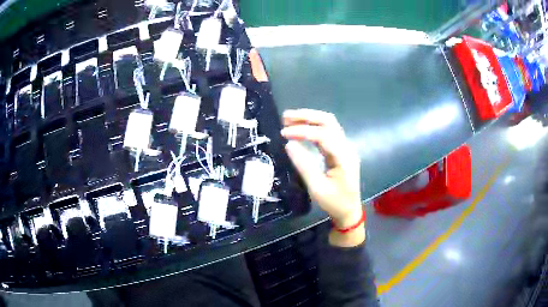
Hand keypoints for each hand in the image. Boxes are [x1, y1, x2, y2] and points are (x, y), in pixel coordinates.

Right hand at [281, 109, 364, 246]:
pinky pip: (329, 131)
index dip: (302, 131)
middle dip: (306, 116)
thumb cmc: (334, 203)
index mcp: (343, 157)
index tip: (284, 133)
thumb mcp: (317, 188)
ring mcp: (345, 147)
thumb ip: (304, 165)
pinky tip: (301, 128)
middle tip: (285, 117)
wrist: (349, 211)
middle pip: (328, 121)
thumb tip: (289, 144)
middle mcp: (346, 147)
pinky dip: (314, 126)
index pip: (323, 135)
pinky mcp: (341, 150)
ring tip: (290, 119)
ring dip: (310, 118)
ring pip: (329, 123)